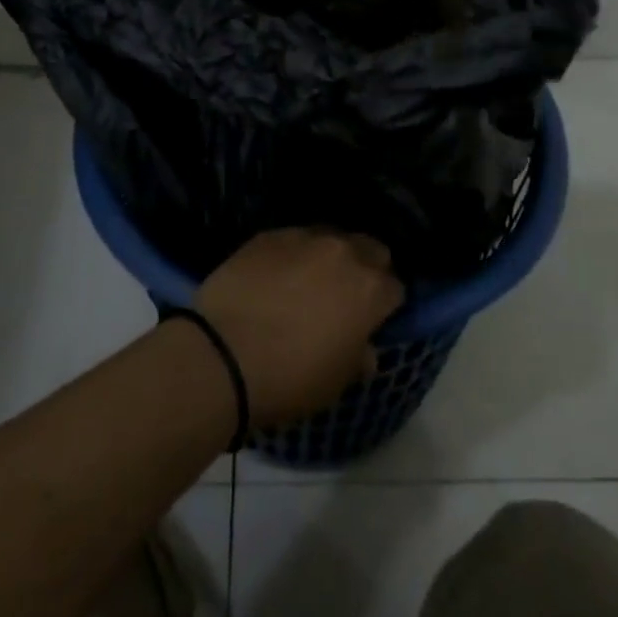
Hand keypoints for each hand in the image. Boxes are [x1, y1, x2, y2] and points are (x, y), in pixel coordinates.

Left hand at [191, 229, 404, 427]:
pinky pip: (293, 240)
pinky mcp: (268, 235)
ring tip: (308, 282)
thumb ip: (359, 356)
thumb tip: (364, 348)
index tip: (373, 320)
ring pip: (330, 238)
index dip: (386, 305)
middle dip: (365, 268)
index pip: (395, 287)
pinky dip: (293, 255)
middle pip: (370, 249)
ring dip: (329, 257)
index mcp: (369, 289)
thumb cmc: (290, 378)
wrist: (222, 354)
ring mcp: (303, 238)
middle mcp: (343, 252)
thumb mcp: (337, 382)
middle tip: (346, 295)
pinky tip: (275, 277)